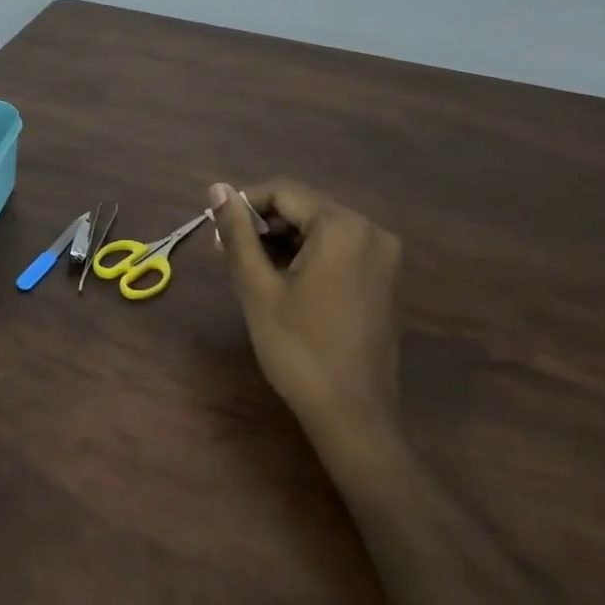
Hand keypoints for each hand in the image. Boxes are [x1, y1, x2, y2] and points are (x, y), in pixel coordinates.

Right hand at [209, 179, 403, 439]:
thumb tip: (218, 188)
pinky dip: (310, 255)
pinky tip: (286, 282)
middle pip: (305, 208)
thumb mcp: (258, 287)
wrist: (353, 415)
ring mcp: (385, 257)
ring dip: (285, 241)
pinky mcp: (387, 280)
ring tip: (253, 270)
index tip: (218, 229)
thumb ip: (238, 233)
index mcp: (342, 228)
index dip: (246, 204)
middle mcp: (371, 232)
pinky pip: (341, 249)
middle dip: (265, 224)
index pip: (284, 192)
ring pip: (322, 229)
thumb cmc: (298, 349)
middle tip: (229, 252)